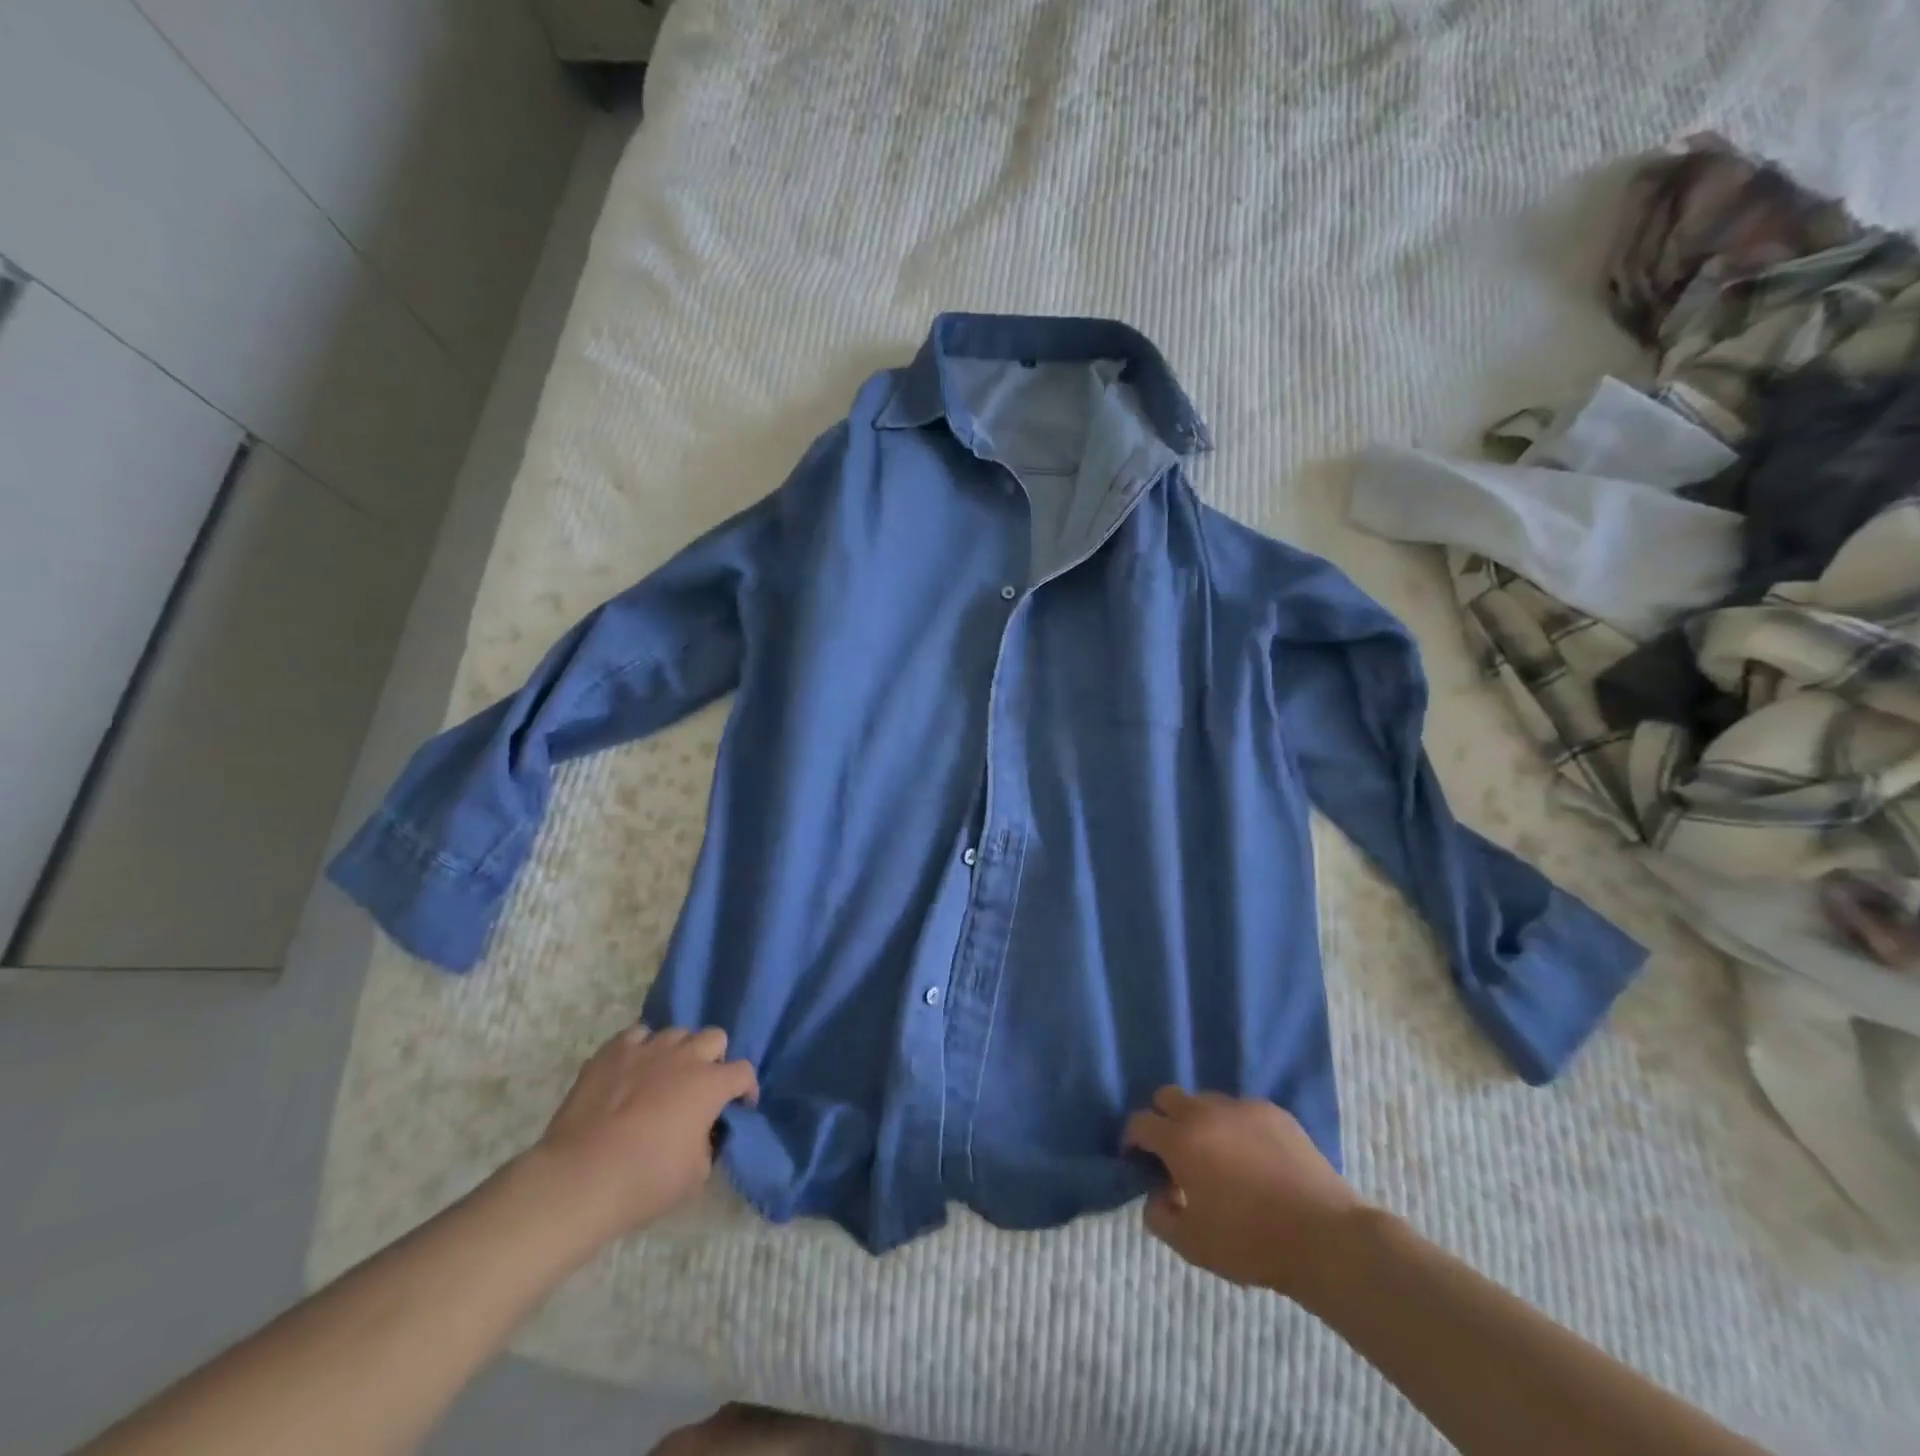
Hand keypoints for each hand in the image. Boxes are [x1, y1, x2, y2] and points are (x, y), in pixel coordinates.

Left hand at [525, 1025, 757, 1248]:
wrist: (580, 1177)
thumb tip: (704, 1132)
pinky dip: (641, 1049)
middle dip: (714, 1059)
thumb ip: (709, 1144)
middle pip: (714, 1037)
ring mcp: (647, 1048)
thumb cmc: (645, 1180)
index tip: (739, 1107)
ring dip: (678, 1052)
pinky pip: (636, 1035)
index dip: (746, 1089)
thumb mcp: (696, 1175)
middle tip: (700, 1086)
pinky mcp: (612, 1051)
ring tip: (664, 1076)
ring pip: (676, 1032)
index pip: (743, 1072)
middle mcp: (685, 1056)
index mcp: (710, 1084)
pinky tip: (632, 1070)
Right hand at [1122, 1088, 1365, 1296]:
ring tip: (1217, 1157)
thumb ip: (1159, 1216)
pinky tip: (1252, 1158)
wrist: (1324, 1236)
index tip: (1137, 1160)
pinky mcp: (1274, 1112)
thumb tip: (1156, 1194)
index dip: (1133, 1140)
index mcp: (1180, 1139)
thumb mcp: (1192, 1244)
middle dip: (1163, 1119)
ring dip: (1200, 1122)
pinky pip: (1241, 1111)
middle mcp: (1205, 1111)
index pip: (1140, 1122)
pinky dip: (1235, 1127)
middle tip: (1174, 1154)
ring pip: (1206, 1101)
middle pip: (1168, 1097)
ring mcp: (1242, 1107)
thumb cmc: (1250, 1242)